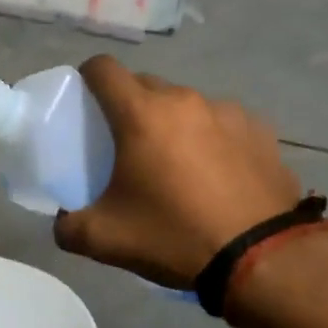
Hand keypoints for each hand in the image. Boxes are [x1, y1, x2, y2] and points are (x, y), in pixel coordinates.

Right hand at [54, 56, 303, 288]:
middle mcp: (183, 99)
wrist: (264, 260)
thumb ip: (68, 225)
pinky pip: (222, 122)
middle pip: (143, 85)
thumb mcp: (105, 239)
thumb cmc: (175, 237)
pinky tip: (219, 175)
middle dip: (129, 106)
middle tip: (127, 145)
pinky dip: (212, 138)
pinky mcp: (260, 129)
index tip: (85, 107)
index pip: (101, 67)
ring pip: (184, 104)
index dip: (86, 79)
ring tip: (179, 165)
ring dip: (172, 123)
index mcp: (140, 113)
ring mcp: (226, 111)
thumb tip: (63, 220)